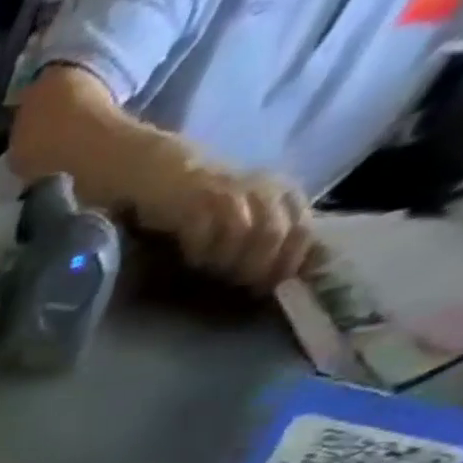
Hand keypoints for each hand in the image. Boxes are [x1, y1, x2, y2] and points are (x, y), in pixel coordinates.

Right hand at [137, 148, 313, 290]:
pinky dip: (201, 254)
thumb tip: (278, 274)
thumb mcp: (245, 213)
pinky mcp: (197, 203)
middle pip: (273, 237)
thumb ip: (264, 233)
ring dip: (228, 263)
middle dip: (256, 269)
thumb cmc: (202, 202)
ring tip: (213, 274)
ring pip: (244, 238)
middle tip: (237, 288)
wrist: (161, 173)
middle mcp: (265, 190)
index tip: (269, 289)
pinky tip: (193, 260)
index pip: (302, 232)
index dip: (287, 264)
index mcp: (283, 193)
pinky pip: (207, 236)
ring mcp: (231, 195)